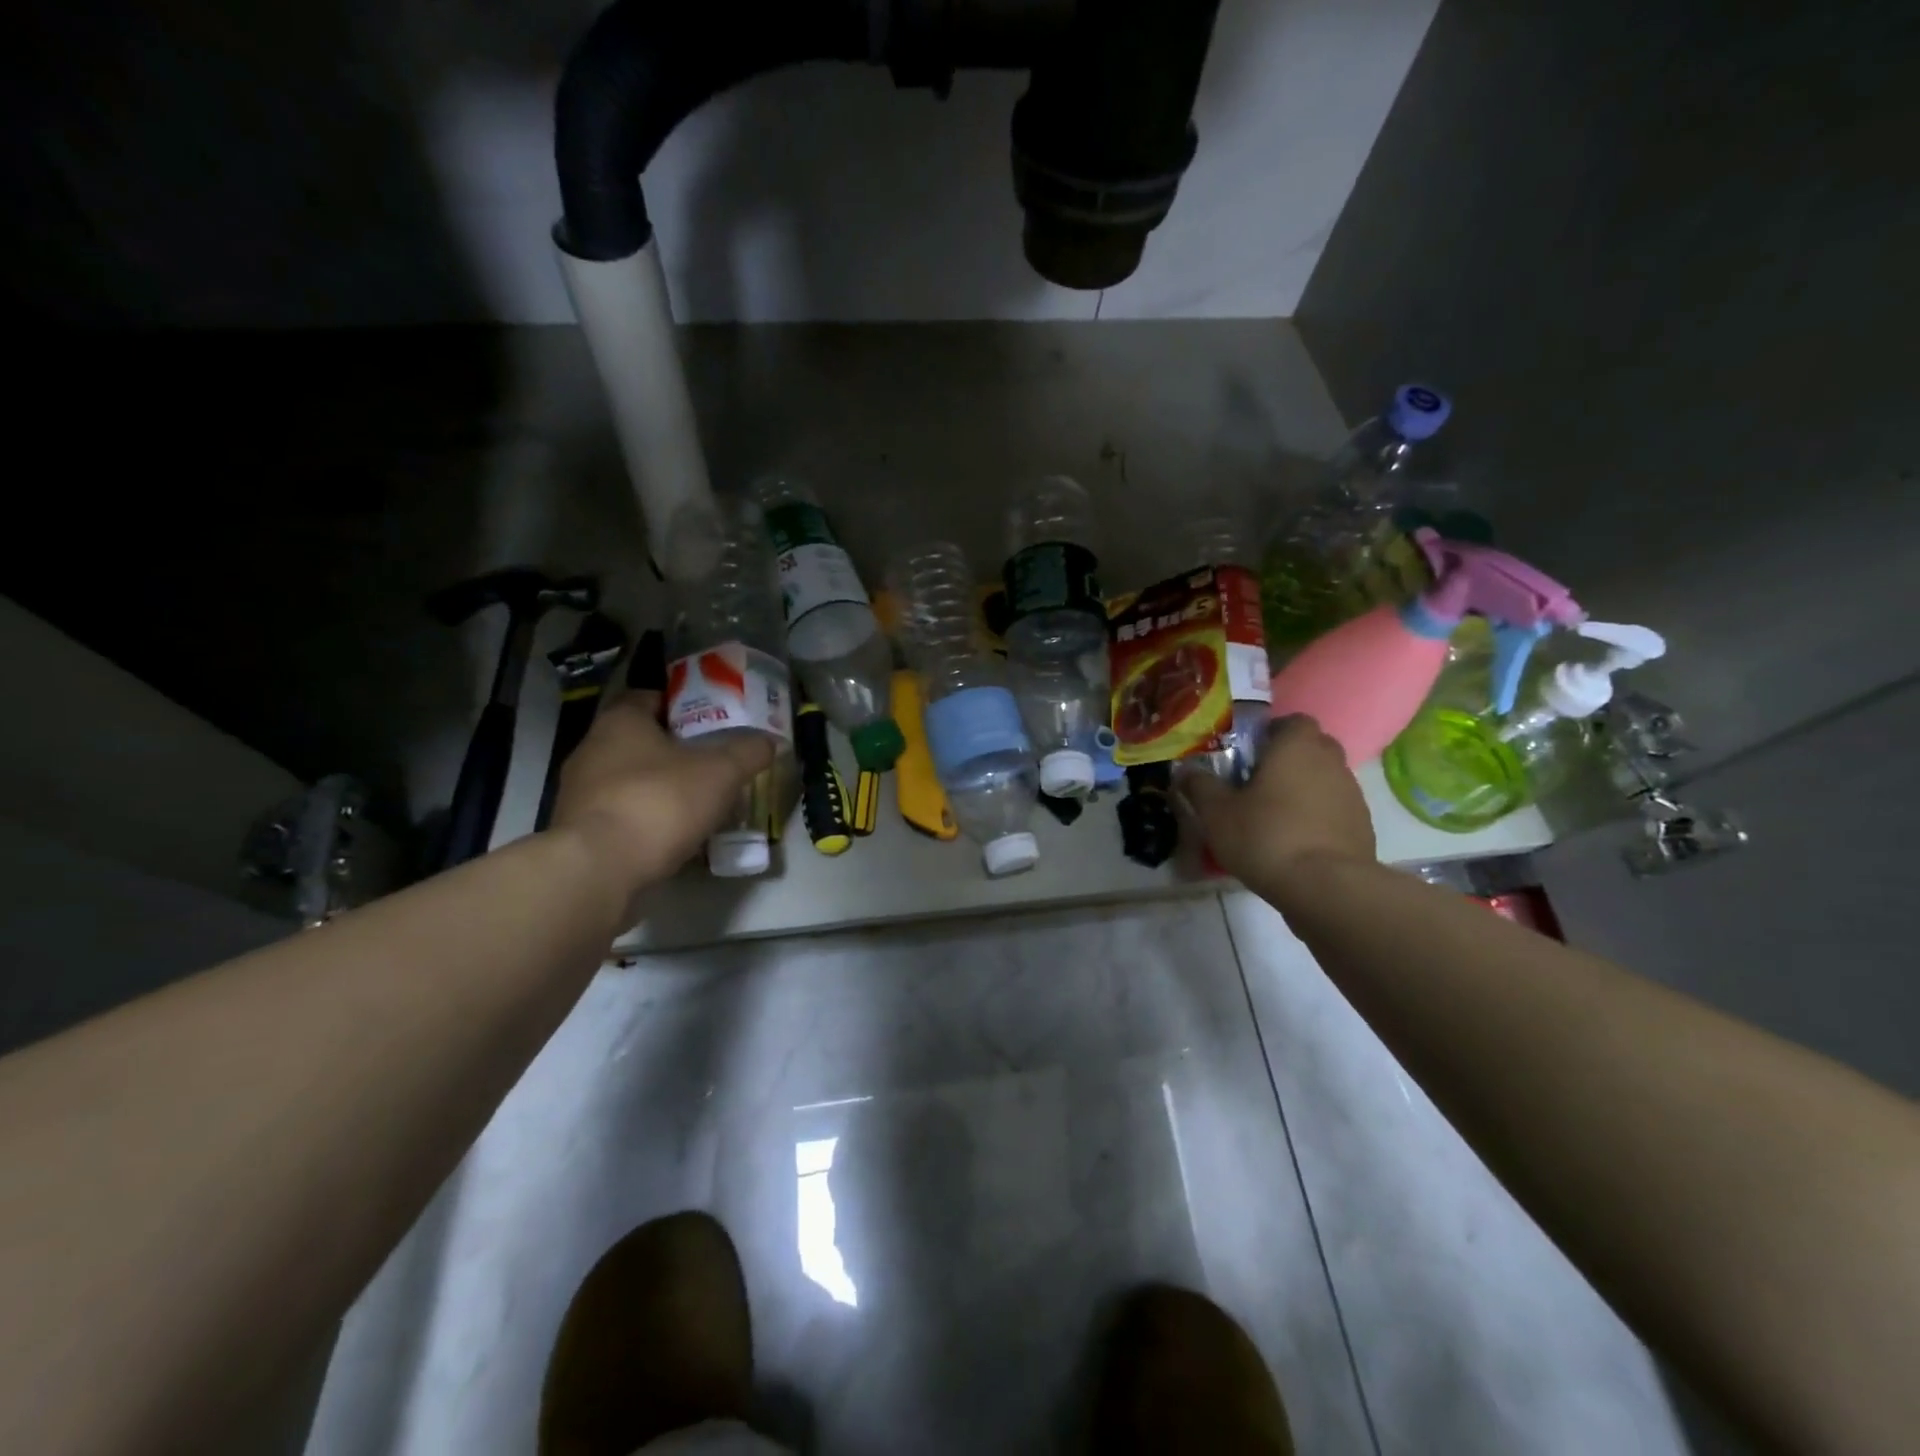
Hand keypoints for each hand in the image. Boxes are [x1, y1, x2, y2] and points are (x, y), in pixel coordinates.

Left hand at [549, 692, 774, 894]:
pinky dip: (646, 821)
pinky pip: (621, 815)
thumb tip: (769, 741)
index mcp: (620, 721)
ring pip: (630, 780)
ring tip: (699, 804)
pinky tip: (674, 837)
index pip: (648, 698)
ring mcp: (580, 792)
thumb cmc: (659, 802)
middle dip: (676, 751)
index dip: (681, 707)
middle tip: (713, 764)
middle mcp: (592, 749)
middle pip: (641, 741)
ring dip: (661, 788)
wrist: (599, 869)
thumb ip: (748, 752)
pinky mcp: (579, 831)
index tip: (710, 723)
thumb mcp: (721, 772)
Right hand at [1178, 714, 1375, 891]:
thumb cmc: (1265, 836)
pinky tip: (1296, 841)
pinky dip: (1318, 817)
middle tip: (1258, 783)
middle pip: (1311, 748)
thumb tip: (1187, 771)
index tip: (1250, 754)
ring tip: (1275, 817)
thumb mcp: (1216, 813)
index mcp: (1296, 746)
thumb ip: (1200, 786)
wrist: (1325, 887)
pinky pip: (1335, 809)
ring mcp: (1352, 794)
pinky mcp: (1362, 826)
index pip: (1292, 721)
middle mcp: (1330, 761)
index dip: (1272, 733)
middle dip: (1288, 759)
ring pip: (1324, 779)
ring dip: (1304, 789)